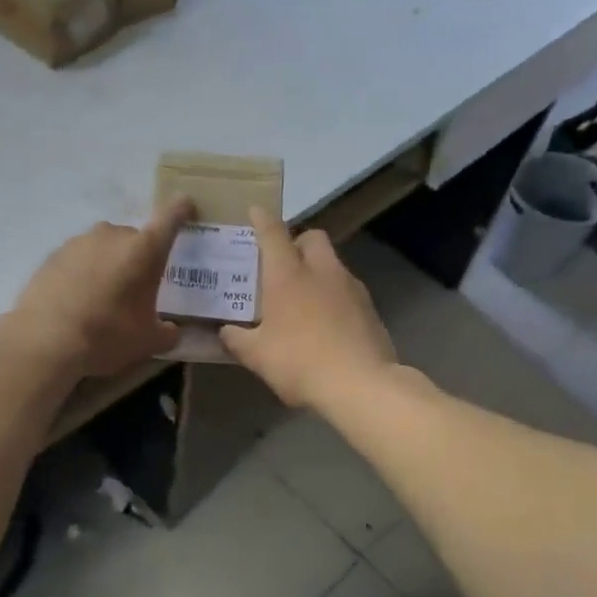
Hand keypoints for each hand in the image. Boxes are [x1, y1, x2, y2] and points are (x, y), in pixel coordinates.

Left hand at [5, 198, 195, 377]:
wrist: (44, 341)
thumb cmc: (107, 336)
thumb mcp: (148, 342)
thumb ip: (167, 333)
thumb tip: (172, 331)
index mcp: (144, 249)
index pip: (170, 216)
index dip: (181, 209)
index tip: (186, 208)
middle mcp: (112, 235)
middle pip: (134, 238)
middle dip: (139, 257)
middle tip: (138, 287)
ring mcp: (79, 242)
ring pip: (104, 247)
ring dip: (110, 264)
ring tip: (105, 297)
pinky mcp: (53, 255)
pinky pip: (79, 259)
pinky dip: (84, 273)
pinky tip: (78, 300)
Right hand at [221, 208, 397, 409]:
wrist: (360, 385)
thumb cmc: (299, 362)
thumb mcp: (256, 356)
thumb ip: (237, 339)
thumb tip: (226, 331)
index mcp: (288, 275)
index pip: (273, 233)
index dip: (262, 219)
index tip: (255, 211)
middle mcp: (321, 271)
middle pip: (312, 237)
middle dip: (297, 242)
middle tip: (282, 264)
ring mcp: (350, 287)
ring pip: (332, 263)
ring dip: (317, 270)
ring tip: (303, 297)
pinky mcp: (370, 308)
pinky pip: (347, 289)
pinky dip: (334, 295)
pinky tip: (326, 321)